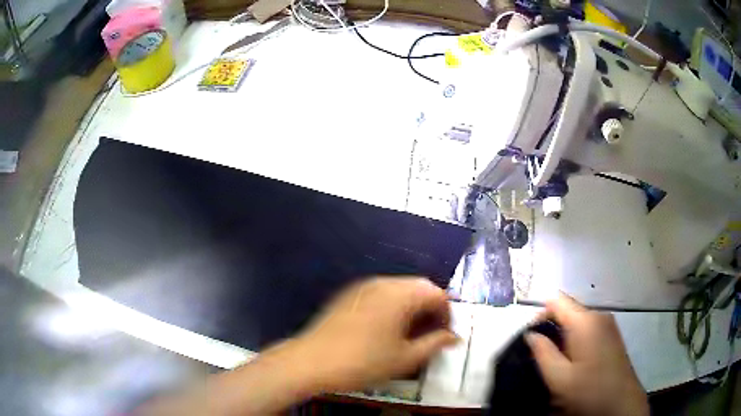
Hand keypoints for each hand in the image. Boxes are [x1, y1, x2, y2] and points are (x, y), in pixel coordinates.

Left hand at [289, 277, 458, 392]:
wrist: (312, 361)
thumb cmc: (363, 362)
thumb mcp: (405, 358)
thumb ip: (434, 344)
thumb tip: (453, 337)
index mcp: (401, 294)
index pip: (437, 294)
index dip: (447, 314)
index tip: (444, 335)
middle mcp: (383, 283)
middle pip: (418, 287)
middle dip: (430, 308)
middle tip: (429, 333)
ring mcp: (362, 286)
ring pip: (398, 289)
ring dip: (411, 306)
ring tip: (409, 333)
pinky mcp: (348, 294)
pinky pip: (380, 293)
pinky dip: (392, 306)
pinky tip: (385, 328)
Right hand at [526, 295, 649, 415]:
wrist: (621, 402)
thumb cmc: (589, 390)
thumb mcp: (559, 378)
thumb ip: (543, 353)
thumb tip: (531, 334)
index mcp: (585, 321)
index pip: (556, 301)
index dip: (540, 315)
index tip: (531, 338)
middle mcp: (599, 315)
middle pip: (568, 310)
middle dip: (552, 328)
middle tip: (542, 355)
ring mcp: (608, 324)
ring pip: (578, 320)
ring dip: (564, 336)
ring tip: (557, 361)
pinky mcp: (612, 334)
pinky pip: (589, 328)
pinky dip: (576, 339)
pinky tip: (574, 361)